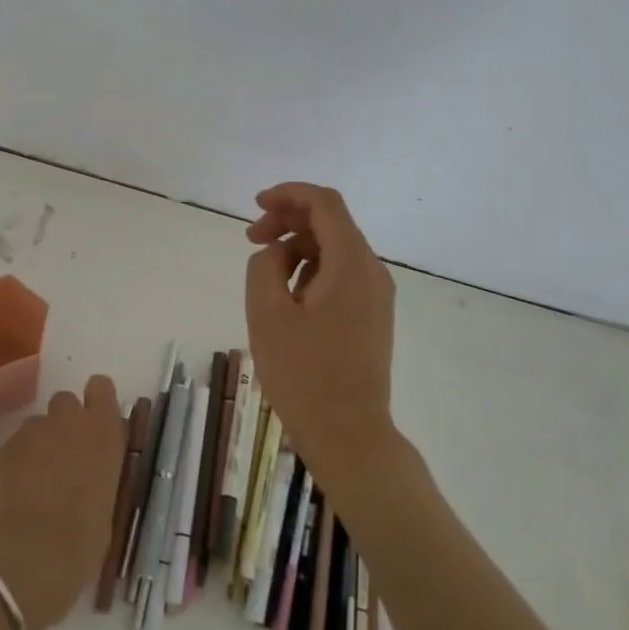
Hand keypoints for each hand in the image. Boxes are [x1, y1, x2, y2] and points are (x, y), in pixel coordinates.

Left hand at [0, 374, 124, 629]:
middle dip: (65, 422)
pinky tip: (18, 493)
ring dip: (41, 443)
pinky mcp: (6, 448)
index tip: (95, 424)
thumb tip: (92, 468)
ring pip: (38, 424)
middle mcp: (70, 420)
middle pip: (66, 401)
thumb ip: (100, 469)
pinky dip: (18, 462)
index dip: (96, 401)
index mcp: (104, 431)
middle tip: (65, 456)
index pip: (101, 387)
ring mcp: (34, 431)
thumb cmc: (85, 538)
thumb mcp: (109, 498)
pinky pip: (16, 445)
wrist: (34, 554)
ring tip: (37, 480)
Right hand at [245, 182, 396, 483]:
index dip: (288, 195)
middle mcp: (372, 271)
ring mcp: (377, 295)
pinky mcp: (373, 316)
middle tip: (252, 240)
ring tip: (267, 275)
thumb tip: (277, 251)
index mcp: (351, 264)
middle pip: (331, 223)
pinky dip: (313, 270)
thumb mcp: (267, 313)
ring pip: (335, 250)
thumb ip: (265, 265)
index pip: (325, 204)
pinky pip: (342, 275)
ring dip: (298, 248)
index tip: (255, 206)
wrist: (349, 435)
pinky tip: (289, 297)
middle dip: (288, 221)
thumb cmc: (304, 374)